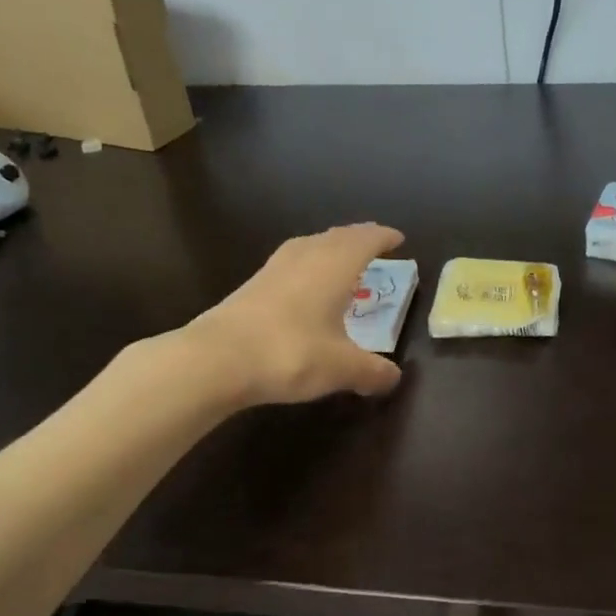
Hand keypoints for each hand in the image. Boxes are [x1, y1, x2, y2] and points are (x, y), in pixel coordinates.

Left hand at [186, 224, 406, 404]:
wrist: (216, 359)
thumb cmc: (291, 352)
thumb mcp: (341, 368)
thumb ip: (372, 371)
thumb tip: (394, 378)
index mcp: (335, 265)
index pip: (366, 240)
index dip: (384, 237)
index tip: (398, 238)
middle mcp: (306, 256)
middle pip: (338, 237)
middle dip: (359, 239)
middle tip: (375, 245)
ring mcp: (275, 268)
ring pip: (311, 246)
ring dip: (330, 248)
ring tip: (342, 261)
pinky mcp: (252, 285)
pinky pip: (292, 263)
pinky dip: (308, 266)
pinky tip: (305, 287)